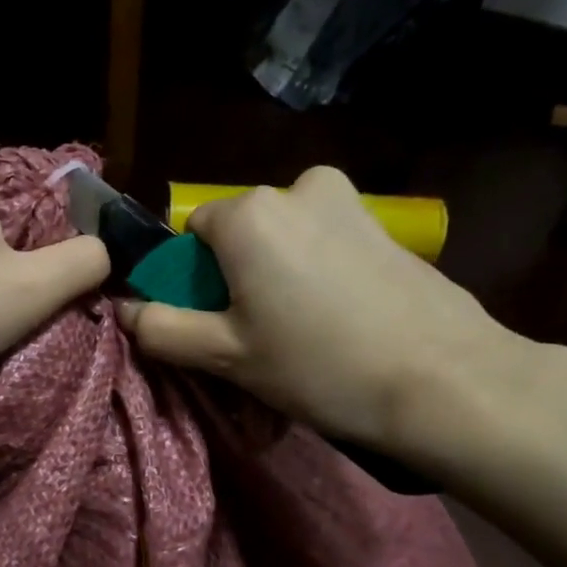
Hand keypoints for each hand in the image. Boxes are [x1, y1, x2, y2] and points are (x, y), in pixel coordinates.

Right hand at [114, 166, 532, 463]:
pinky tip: (335, 325)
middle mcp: (297, 188)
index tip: (211, 326)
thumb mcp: (226, 356)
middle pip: (238, 235)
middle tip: (253, 340)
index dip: (189, 280)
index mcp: (249, 213)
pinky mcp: (384, 226)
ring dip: (275, 280)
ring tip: (297, 338)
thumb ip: (163, 329)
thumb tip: (123, 309)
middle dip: (233, 279)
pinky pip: (323, 245)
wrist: (442, 379)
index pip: (189, 233)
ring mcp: (348, 202)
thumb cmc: (317, 366)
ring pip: (283, 241)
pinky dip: (314, 277)